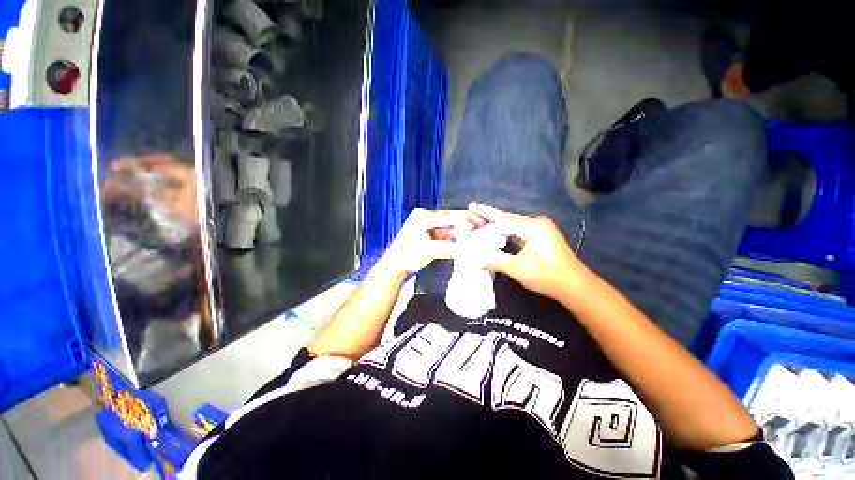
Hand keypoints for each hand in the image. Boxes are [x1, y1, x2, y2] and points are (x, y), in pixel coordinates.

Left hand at [379, 208, 486, 276]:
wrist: (394, 266)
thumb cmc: (406, 256)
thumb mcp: (429, 251)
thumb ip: (449, 247)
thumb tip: (467, 248)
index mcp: (422, 216)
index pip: (447, 216)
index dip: (464, 220)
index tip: (479, 224)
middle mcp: (425, 217)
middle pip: (450, 218)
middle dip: (466, 222)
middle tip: (482, 224)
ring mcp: (427, 225)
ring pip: (449, 225)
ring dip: (462, 229)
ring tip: (477, 230)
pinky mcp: (429, 233)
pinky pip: (446, 232)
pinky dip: (456, 235)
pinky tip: (466, 237)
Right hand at [469, 203, 585, 301]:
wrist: (575, 285)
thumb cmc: (547, 276)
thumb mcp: (518, 269)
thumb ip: (496, 261)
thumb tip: (477, 260)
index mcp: (532, 226)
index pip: (502, 223)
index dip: (484, 227)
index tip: (469, 226)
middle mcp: (536, 222)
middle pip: (507, 217)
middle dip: (488, 214)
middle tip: (472, 207)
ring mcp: (540, 228)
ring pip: (512, 223)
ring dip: (496, 221)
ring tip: (479, 215)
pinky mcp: (540, 235)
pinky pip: (518, 229)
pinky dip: (505, 229)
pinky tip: (495, 228)